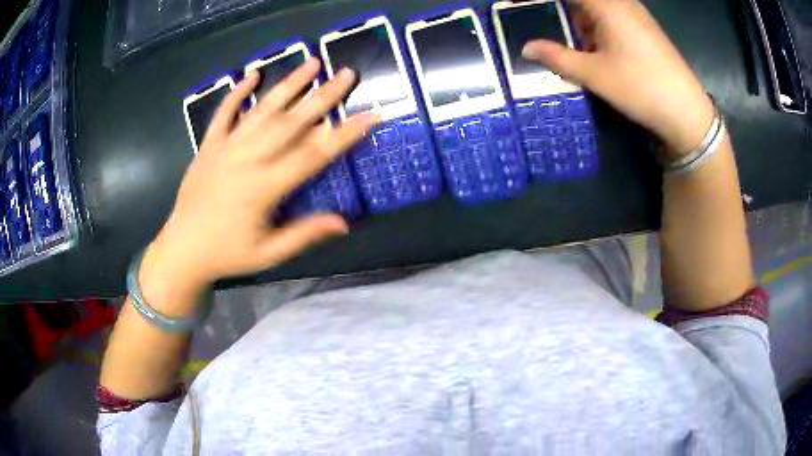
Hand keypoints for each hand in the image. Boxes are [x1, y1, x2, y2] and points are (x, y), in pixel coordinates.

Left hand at [142, 59, 379, 294]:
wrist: (182, 250)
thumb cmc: (227, 254)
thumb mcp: (268, 254)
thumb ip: (304, 234)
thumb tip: (344, 222)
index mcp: (265, 187)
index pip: (313, 154)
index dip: (345, 134)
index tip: (371, 116)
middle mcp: (247, 159)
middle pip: (291, 122)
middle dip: (322, 96)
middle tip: (347, 74)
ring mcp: (225, 148)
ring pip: (261, 110)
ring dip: (288, 84)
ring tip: (312, 62)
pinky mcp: (208, 146)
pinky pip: (223, 114)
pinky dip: (237, 93)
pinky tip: (253, 74)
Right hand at [522, 0, 714, 156]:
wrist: (688, 113)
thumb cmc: (641, 88)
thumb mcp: (595, 75)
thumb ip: (557, 57)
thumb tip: (527, 49)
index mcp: (607, 5)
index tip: (516, 3)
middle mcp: (621, 3)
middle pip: (582, 1)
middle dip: (559, 11)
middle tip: (541, 26)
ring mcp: (635, 15)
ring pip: (596, 9)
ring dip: (577, 22)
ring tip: (568, 45)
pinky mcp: (644, 30)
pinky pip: (611, 19)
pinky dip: (595, 29)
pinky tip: (593, 50)